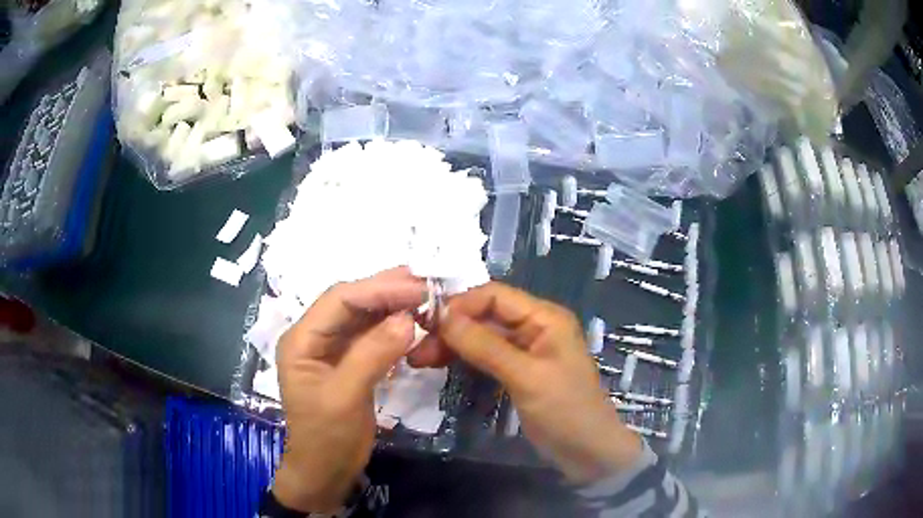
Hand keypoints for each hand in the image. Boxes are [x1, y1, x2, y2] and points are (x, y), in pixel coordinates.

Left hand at [272, 268, 426, 512]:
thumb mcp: (345, 397)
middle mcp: (314, 336)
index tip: (419, 289)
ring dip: (394, 306)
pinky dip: (394, 328)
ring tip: (427, 297)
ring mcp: (331, 348)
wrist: (326, 470)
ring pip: (364, 316)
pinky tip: (414, 322)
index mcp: (301, 339)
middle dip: (388, 291)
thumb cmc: (327, 437)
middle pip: (352, 302)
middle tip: (428, 284)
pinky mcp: (349, 362)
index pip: (340, 299)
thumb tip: (408, 318)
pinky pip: (372, 336)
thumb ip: (372, 355)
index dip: (379, 289)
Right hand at [411, 282, 642, 483]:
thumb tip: (442, 316)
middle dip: (451, 328)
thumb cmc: (565, 411)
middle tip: (416, 348)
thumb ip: (485, 346)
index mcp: (544, 317)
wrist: (589, 452)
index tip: (426, 323)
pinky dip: (464, 359)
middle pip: (485, 315)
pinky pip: (486, 356)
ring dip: (453, 344)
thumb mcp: (525, 377)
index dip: (459, 305)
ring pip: (482, 336)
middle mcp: (535, 326)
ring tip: (419, 359)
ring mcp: (526, 350)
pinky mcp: (519, 372)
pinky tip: (440, 365)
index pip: (494, 295)